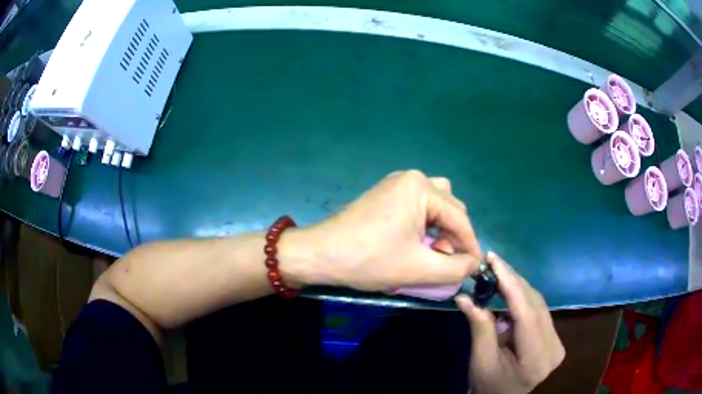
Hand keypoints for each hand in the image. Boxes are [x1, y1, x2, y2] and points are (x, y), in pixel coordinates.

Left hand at [294, 170, 480, 290]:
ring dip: (441, 229)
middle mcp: (411, 178)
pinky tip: (416, 244)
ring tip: (432, 252)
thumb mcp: (418, 269)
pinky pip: (417, 207)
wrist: (320, 255)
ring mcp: (396, 185)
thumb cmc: (369, 260)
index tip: (474, 269)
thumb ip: (455, 268)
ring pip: (435, 206)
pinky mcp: (385, 195)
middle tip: (444, 261)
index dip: (470, 246)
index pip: (460, 219)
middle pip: (450, 208)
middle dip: (453, 236)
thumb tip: (474, 264)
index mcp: (421, 188)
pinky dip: (425, 225)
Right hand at [456, 252, 564, 393]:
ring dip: (518, 287)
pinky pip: (539, 311)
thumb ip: (479, 327)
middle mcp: (554, 347)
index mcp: (537, 358)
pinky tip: (509, 290)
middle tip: (493, 262)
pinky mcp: (554, 338)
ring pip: (539, 304)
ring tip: (498, 272)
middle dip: (514, 281)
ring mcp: (557, 342)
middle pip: (535, 305)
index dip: (511, 284)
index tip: (495, 260)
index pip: (526, 314)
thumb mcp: (480, 361)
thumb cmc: (487, 385)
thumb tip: (464, 296)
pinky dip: (523, 298)